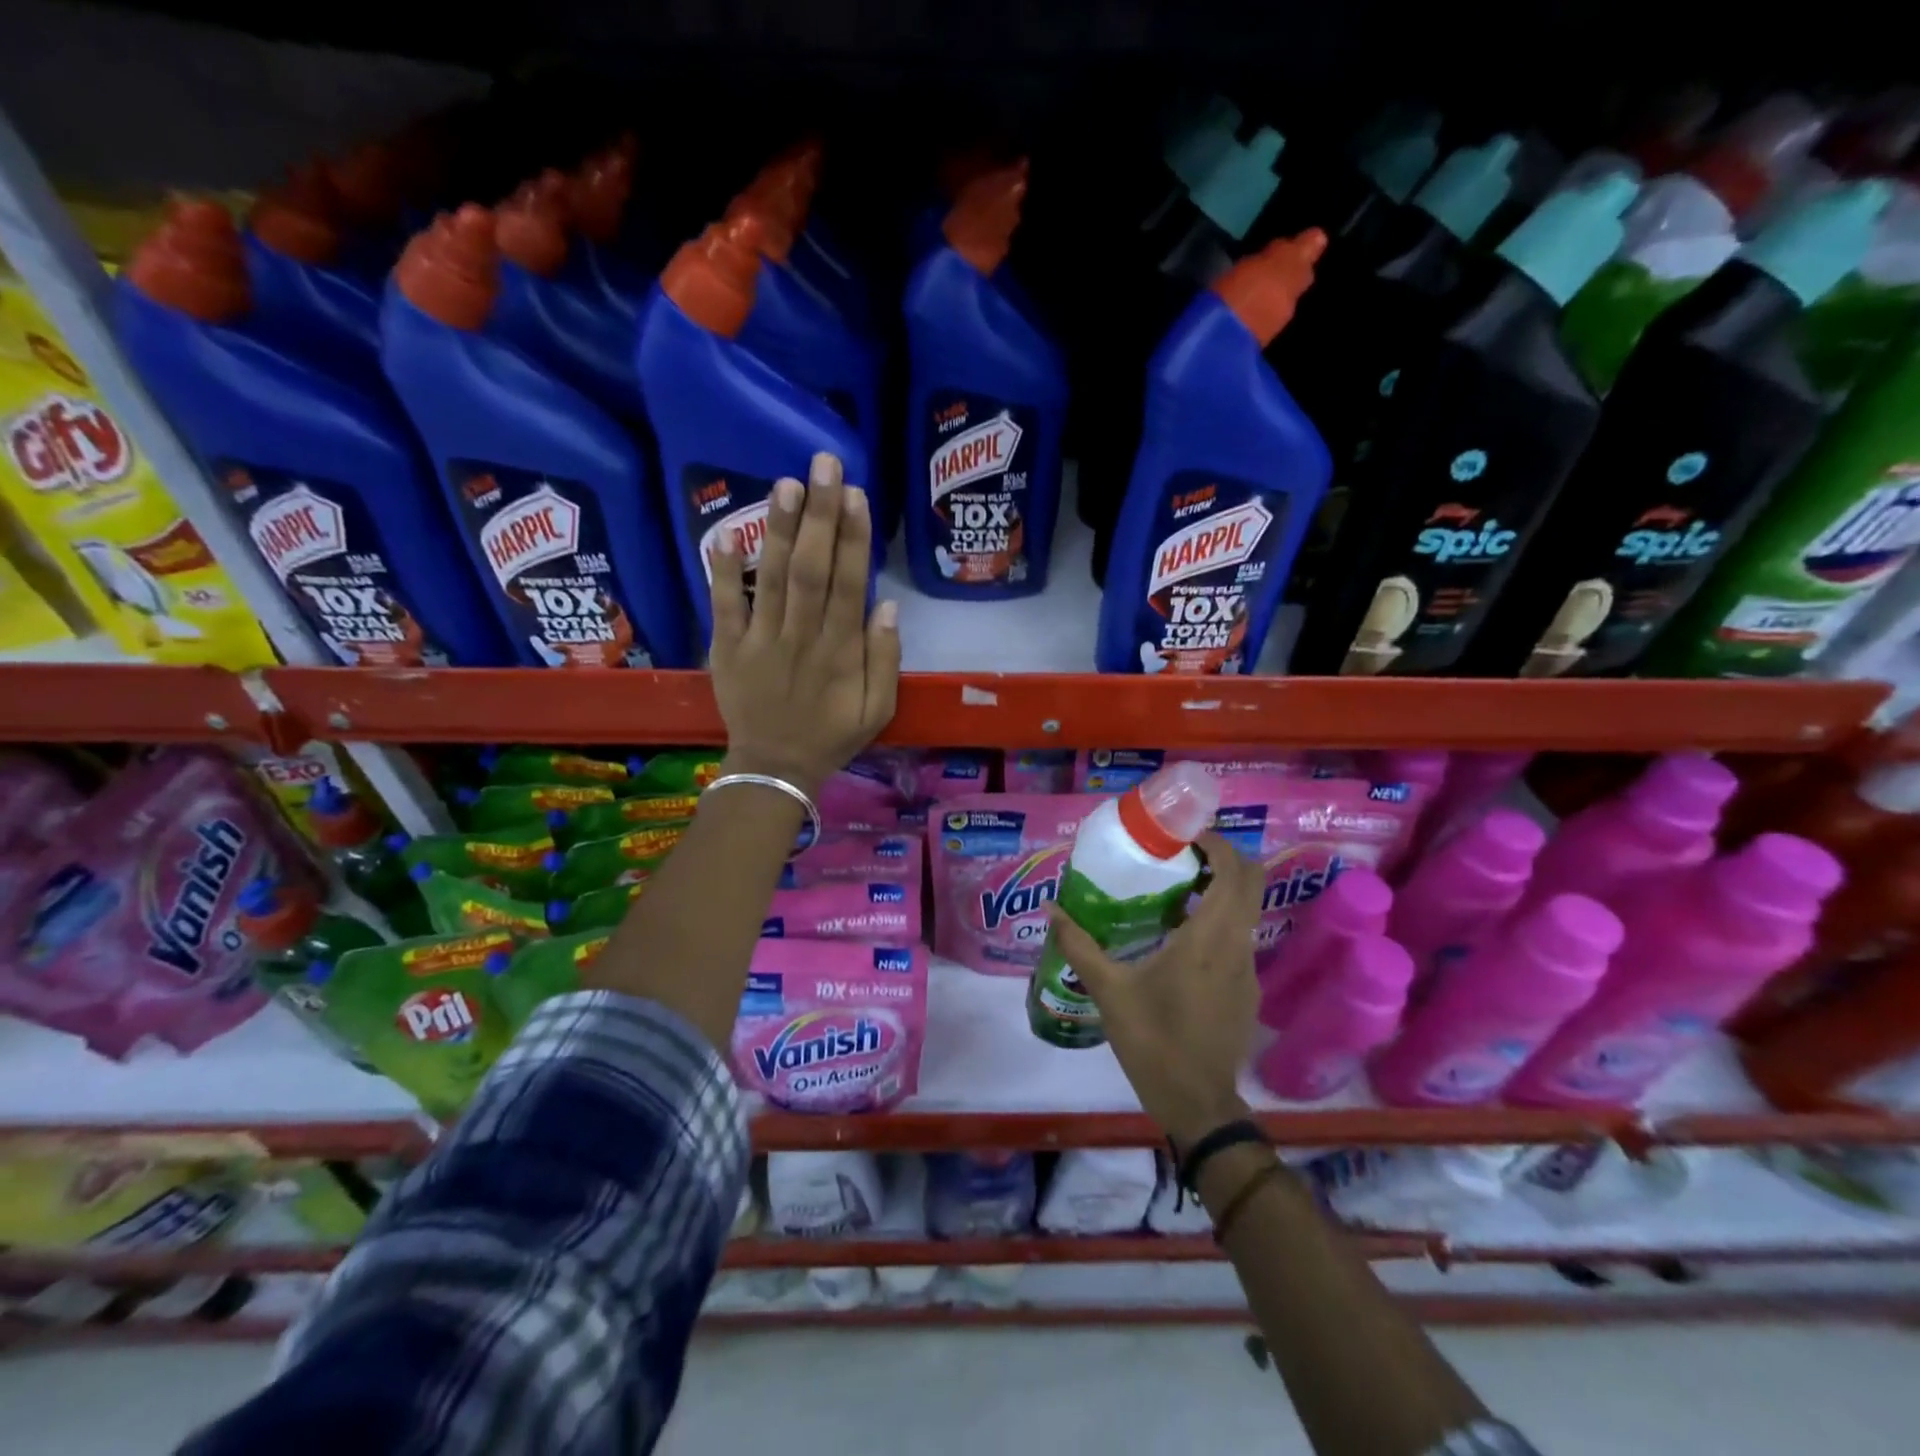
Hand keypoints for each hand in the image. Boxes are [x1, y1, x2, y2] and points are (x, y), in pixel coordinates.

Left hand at [709, 452, 900, 795]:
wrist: (775, 768)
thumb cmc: (832, 736)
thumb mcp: (878, 709)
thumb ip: (885, 659)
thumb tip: (886, 604)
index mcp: (840, 652)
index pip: (850, 585)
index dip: (855, 539)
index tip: (858, 495)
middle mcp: (802, 637)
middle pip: (813, 569)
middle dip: (821, 515)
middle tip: (824, 464)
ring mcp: (760, 640)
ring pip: (773, 578)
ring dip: (781, 529)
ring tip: (787, 483)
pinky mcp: (727, 648)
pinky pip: (724, 605)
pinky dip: (723, 570)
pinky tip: (727, 531)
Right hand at [1046, 831, 1261, 1147]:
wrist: (1197, 1104)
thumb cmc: (1154, 1042)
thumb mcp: (1110, 991)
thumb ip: (1079, 945)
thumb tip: (1052, 909)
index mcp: (1209, 939)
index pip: (1234, 874)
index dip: (1216, 845)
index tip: (1183, 835)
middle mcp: (1237, 946)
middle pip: (1251, 883)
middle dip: (1222, 859)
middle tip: (1180, 854)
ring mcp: (1248, 969)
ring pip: (1246, 910)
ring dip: (1220, 890)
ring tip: (1175, 889)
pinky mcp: (1247, 989)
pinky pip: (1239, 936)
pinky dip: (1218, 919)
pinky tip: (1181, 937)